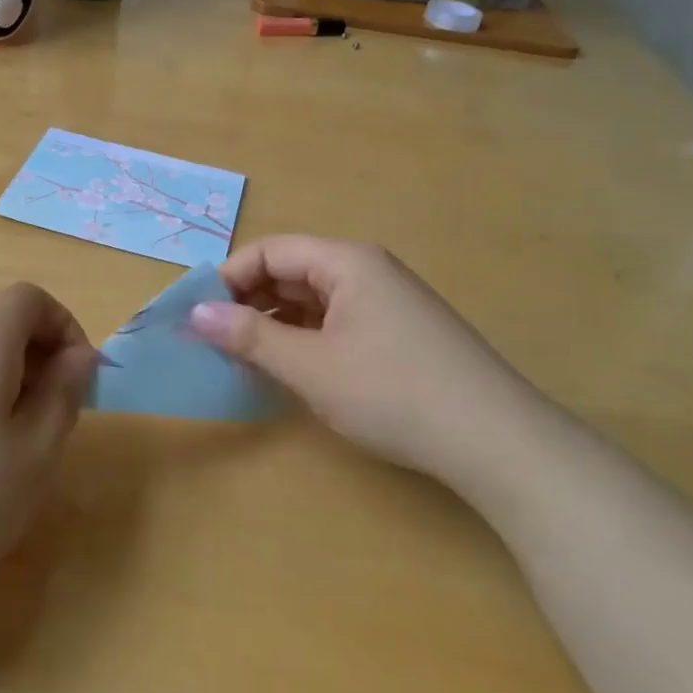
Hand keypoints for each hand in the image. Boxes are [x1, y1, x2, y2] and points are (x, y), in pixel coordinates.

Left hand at [0, 282, 98, 601]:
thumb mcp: (35, 452)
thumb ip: (64, 392)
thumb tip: (79, 355)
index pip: (29, 298)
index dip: (65, 326)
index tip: (79, 380)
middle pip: (0, 324)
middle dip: (39, 359)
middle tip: (53, 422)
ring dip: (8, 383)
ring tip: (13, 449)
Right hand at [189, 235, 552, 481]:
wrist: (496, 441)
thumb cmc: (394, 393)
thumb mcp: (311, 366)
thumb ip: (250, 337)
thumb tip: (196, 314)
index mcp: (347, 261)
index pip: (270, 251)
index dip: (228, 278)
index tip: (197, 315)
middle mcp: (366, 270)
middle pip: (291, 271)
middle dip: (248, 301)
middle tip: (214, 340)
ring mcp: (385, 301)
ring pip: (312, 299)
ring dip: (274, 323)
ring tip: (243, 358)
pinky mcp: (397, 332)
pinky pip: (335, 321)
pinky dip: (304, 338)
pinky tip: (289, 368)